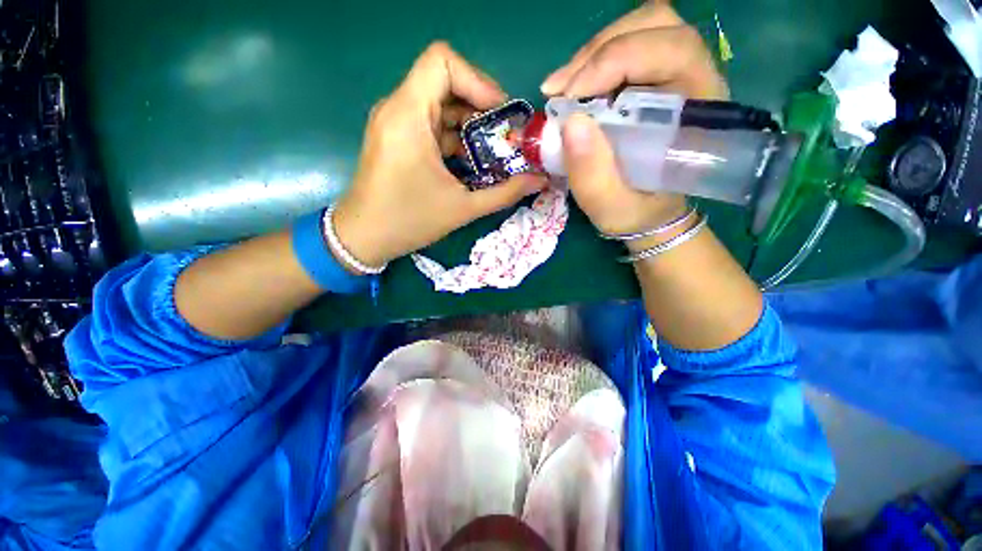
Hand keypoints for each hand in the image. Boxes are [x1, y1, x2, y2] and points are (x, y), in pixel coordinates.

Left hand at [330, 43, 546, 270]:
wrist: (363, 237)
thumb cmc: (408, 221)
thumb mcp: (462, 208)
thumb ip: (505, 193)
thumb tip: (540, 181)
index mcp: (408, 115)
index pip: (443, 61)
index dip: (478, 81)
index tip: (500, 115)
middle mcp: (398, 108)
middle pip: (446, 81)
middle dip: (482, 107)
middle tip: (506, 138)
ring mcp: (396, 122)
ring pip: (441, 104)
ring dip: (471, 125)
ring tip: (493, 153)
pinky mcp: (397, 138)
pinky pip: (432, 123)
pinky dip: (455, 137)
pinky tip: (471, 162)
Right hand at [542, 3, 727, 239]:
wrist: (648, 213)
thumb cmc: (636, 212)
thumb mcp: (610, 206)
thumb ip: (592, 174)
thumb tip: (569, 122)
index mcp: (698, 113)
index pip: (671, 52)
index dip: (615, 61)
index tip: (568, 96)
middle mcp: (696, 82)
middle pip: (658, 26)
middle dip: (600, 51)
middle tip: (561, 89)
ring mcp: (677, 76)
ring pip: (642, 29)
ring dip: (595, 53)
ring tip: (564, 88)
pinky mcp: (655, 80)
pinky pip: (628, 47)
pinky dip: (595, 61)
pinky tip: (575, 88)